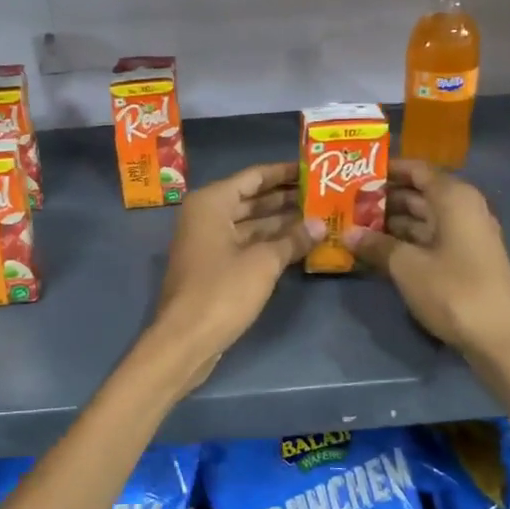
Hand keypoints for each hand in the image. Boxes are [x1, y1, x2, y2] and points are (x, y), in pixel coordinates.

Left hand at [152, 161, 319, 380]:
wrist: (185, 340)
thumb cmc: (221, 291)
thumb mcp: (263, 263)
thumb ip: (292, 239)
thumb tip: (320, 224)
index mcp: (212, 202)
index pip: (254, 177)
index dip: (284, 172)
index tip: (314, 169)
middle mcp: (206, 215)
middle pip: (252, 199)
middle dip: (286, 198)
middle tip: (324, 194)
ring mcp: (208, 242)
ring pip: (250, 224)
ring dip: (281, 223)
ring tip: (319, 217)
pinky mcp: (213, 266)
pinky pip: (245, 244)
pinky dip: (269, 243)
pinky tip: (299, 244)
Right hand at [343, 158, 509, 359]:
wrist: (501, 339)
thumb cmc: (454, 290)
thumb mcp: (406, 266)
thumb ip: (376, 245)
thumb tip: (347, 233)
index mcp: (454, 198)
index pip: (417, 170)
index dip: (387, 170)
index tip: (355, 174)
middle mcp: (464, 209)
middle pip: (419, 193)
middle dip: (384, 198)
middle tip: (347, 203)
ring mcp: (467, 236)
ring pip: (423, 218)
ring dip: (392, 222)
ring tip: (355, 226)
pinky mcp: (466, 260)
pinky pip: (430, 238)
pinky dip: (406, 241)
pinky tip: (378, 250)